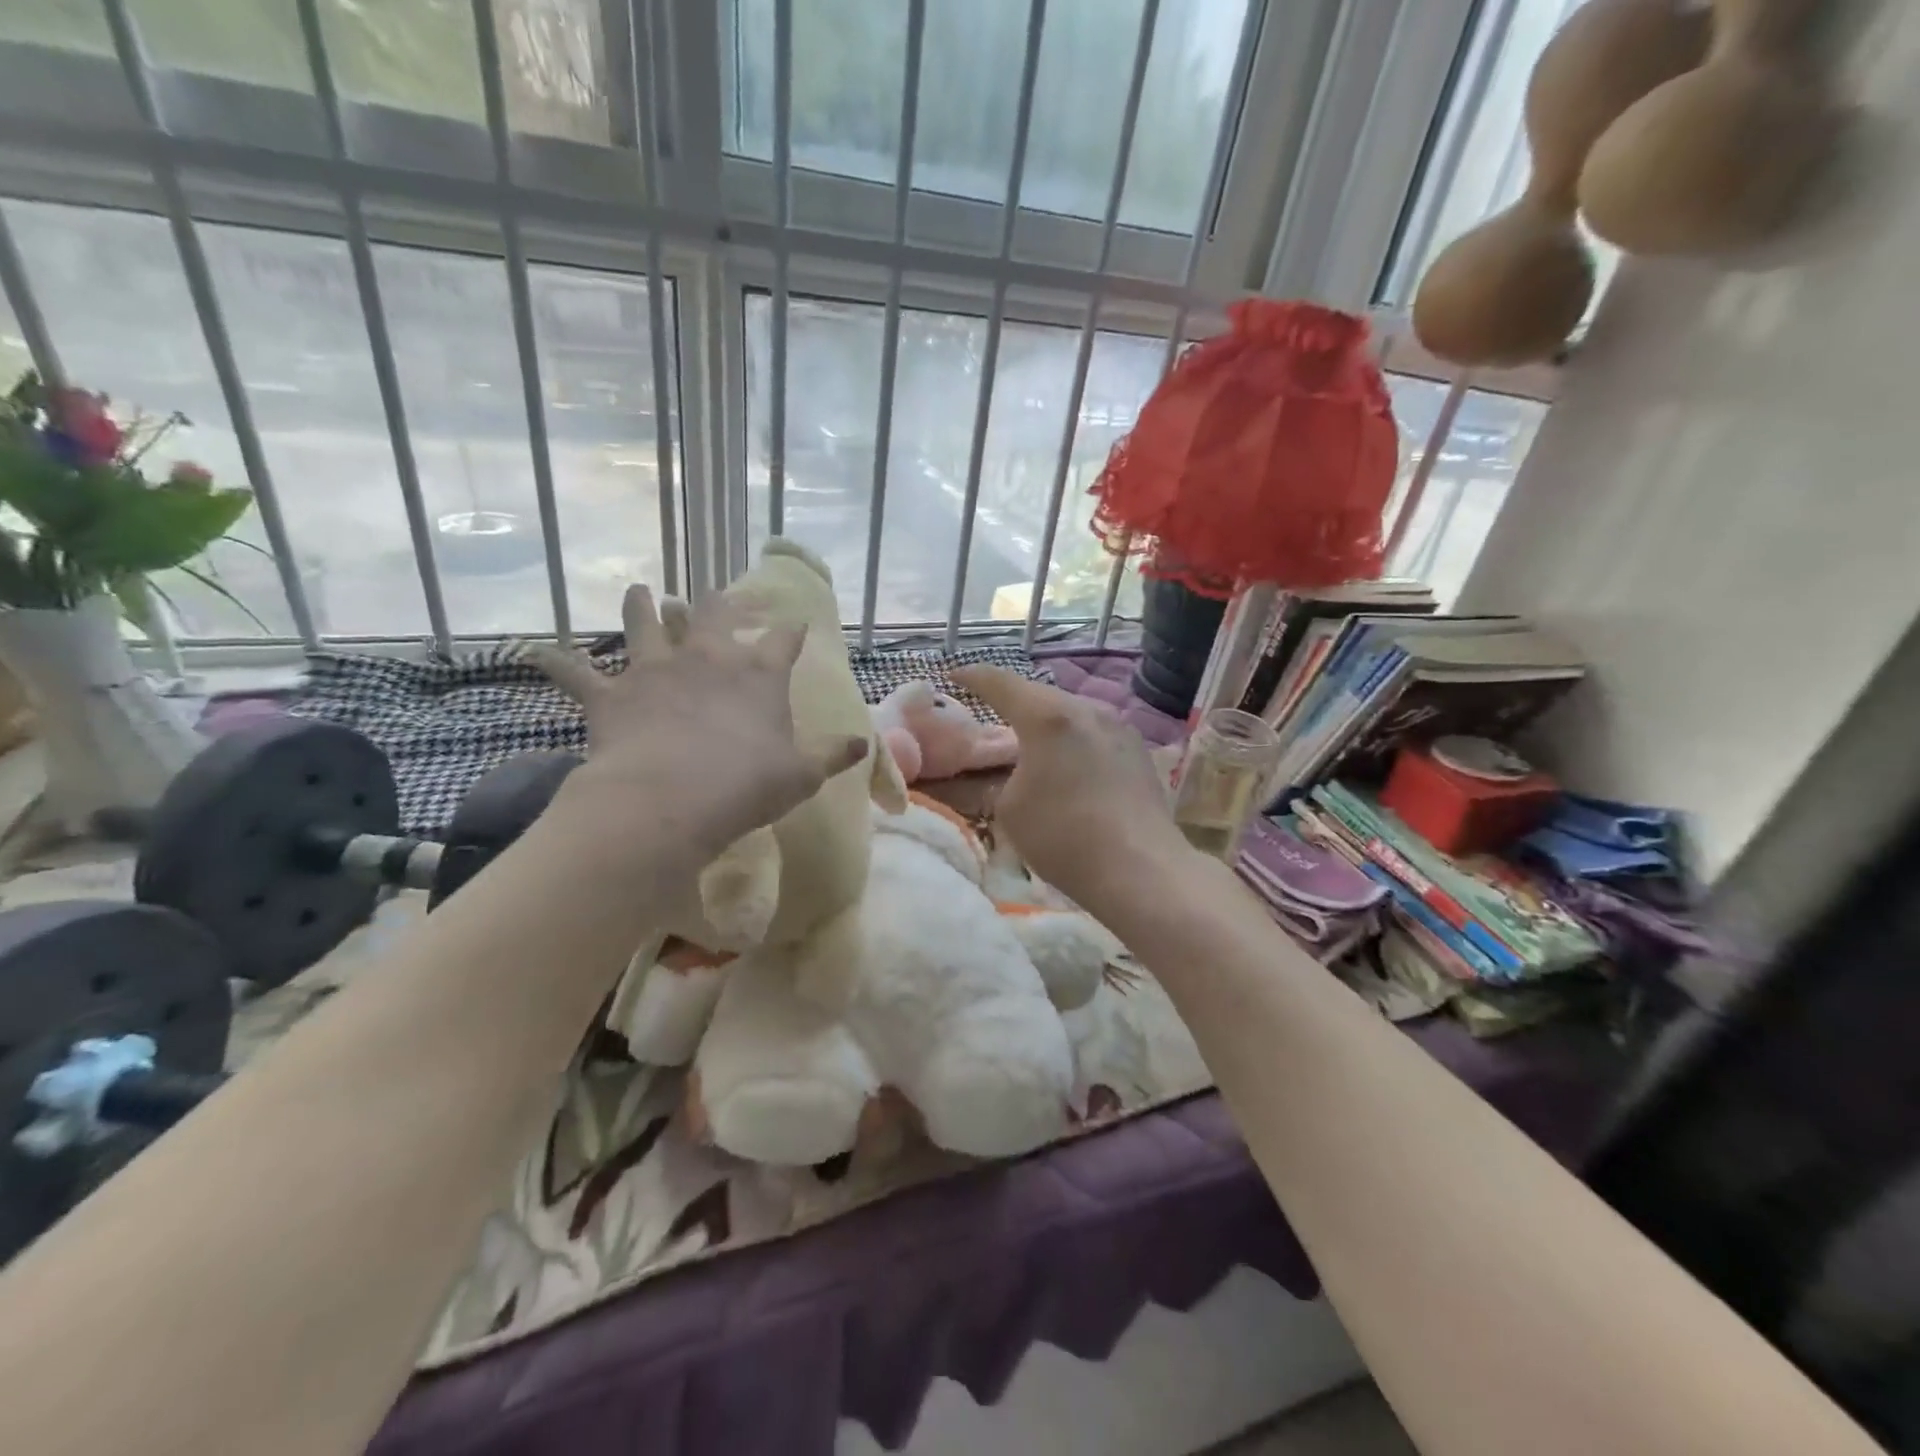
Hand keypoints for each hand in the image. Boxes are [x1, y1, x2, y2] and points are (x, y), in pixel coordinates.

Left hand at [529, 585, 867, 860]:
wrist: (670, 801)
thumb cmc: (746, 786)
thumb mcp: (802, 775)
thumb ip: (833, 755)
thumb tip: (864, 744)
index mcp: (758, 675)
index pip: (783, 640)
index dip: (790, 630)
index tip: (796, 623)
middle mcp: (707, 659)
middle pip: (714, 615)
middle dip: (720, 603)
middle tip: (718, 595)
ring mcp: (655, 671)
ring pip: (645, 624)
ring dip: (641, 606)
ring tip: (639, 591)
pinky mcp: (610, 695)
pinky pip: (574, 673)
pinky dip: (554, 661)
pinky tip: (533, 651)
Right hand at [953, 665, 1190, 909]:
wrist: (1141, 870)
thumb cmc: (1063, 836)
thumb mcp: (1007, 810)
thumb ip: (990, 781)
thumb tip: (982, 773)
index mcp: (1047, 716)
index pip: (999, 682)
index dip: (972, 676)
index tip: (952, 675)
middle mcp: (1086, 708)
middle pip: (1038, 694)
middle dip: (1010, 702)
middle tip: (986, 716)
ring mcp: (1117, 726)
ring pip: (1069, 713)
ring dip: (1043, 722)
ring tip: (1025, 742)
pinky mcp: (1136, 749)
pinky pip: (1091, 732)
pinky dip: (1069, 740)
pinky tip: (1065, 764)